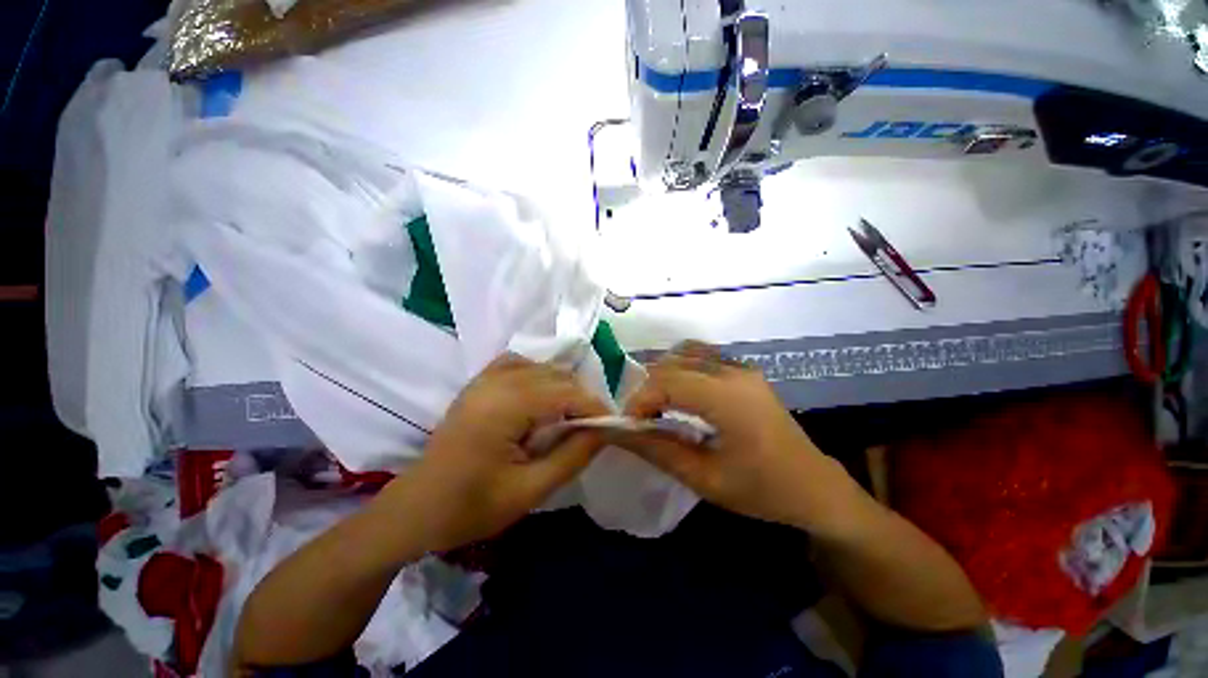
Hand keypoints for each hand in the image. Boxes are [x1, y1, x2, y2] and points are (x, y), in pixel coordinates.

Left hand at [394, 354, 610, 552]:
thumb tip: (603, 430)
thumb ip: (572, 456)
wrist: (417, 509)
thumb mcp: (530, 490)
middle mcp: (497, 381)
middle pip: (557, 376)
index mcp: (506, 406)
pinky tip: (540, 396)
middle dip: (581, 399)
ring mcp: (485, 378)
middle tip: (591, 428)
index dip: (595, 407)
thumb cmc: (470, 506)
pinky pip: (519, 364)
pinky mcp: (479, 383)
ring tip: (569, 417)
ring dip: (563, 388)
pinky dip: (538, 374)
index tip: (612, 427)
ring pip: (542, 368)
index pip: (567, 392)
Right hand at [621, 342, 866, 534]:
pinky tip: (681, 395)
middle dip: (648, 389)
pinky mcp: (744, 370)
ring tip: (659, 407)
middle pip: (672, 363)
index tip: (629, 426)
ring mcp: (741, 367)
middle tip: (642, 421)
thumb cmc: (762, 491)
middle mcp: (733, 372)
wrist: (815, 487)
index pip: (666, 381)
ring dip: (663, 376)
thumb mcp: (705, 479)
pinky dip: (680, 369)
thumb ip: (657, 450)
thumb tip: (617, 433)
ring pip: (684, 353)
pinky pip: (701, 355)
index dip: (639, 400)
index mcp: (727, 398)